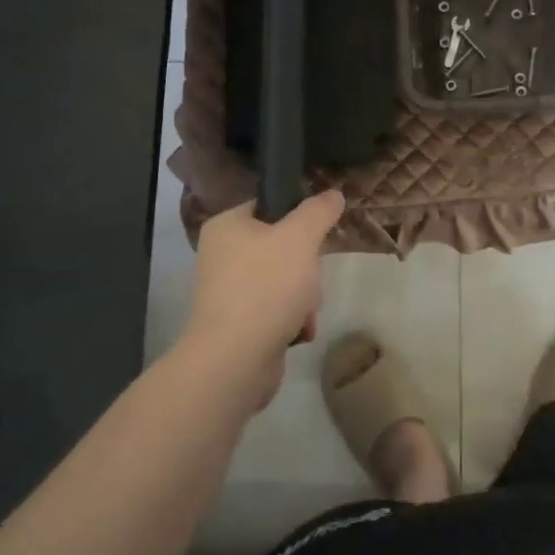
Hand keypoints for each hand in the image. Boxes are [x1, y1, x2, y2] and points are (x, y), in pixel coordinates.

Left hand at [178, 192, 346, 409]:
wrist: (235, 360)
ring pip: (285, 280)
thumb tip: (333, 194)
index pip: (270, 206)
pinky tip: (298, 331)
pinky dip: (292, 319)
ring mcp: (228, 292)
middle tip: (310, 279)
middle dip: (307, 268)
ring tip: (304, 312)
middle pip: (283, 247)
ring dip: (305, 297)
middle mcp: (221, 255)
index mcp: (226, 226)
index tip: (317, 236)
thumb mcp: (300, 238)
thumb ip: (319, 211)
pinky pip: (277, 310)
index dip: (299, 218)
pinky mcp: (238, 324)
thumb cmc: (265, 287)